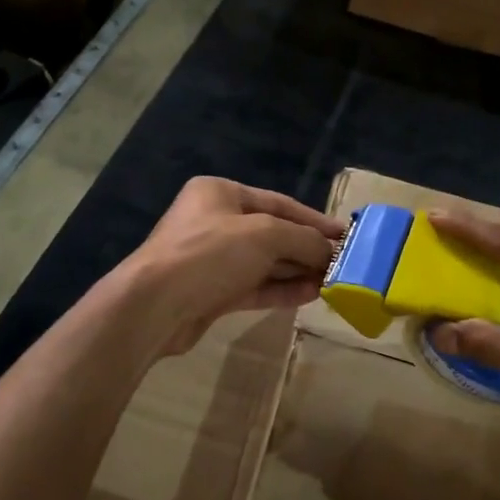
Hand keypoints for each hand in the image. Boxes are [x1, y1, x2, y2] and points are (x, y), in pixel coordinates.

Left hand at [127, 177, 343, 358]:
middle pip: (273, 233)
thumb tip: (330, 251)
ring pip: (264, 262)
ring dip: (298, 270)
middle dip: (307, 248)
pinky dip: (282, 289)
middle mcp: (215, 221)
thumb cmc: (210, 253)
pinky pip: (255, 286)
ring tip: (333, 281)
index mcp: (220, 193)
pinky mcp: (212, 292)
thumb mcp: (265, 235)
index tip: (345, 234)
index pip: (279, 203)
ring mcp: (212, 259)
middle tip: (342, 262)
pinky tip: (311, 295)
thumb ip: (303, 239)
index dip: (314, 219)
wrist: (154, 306)